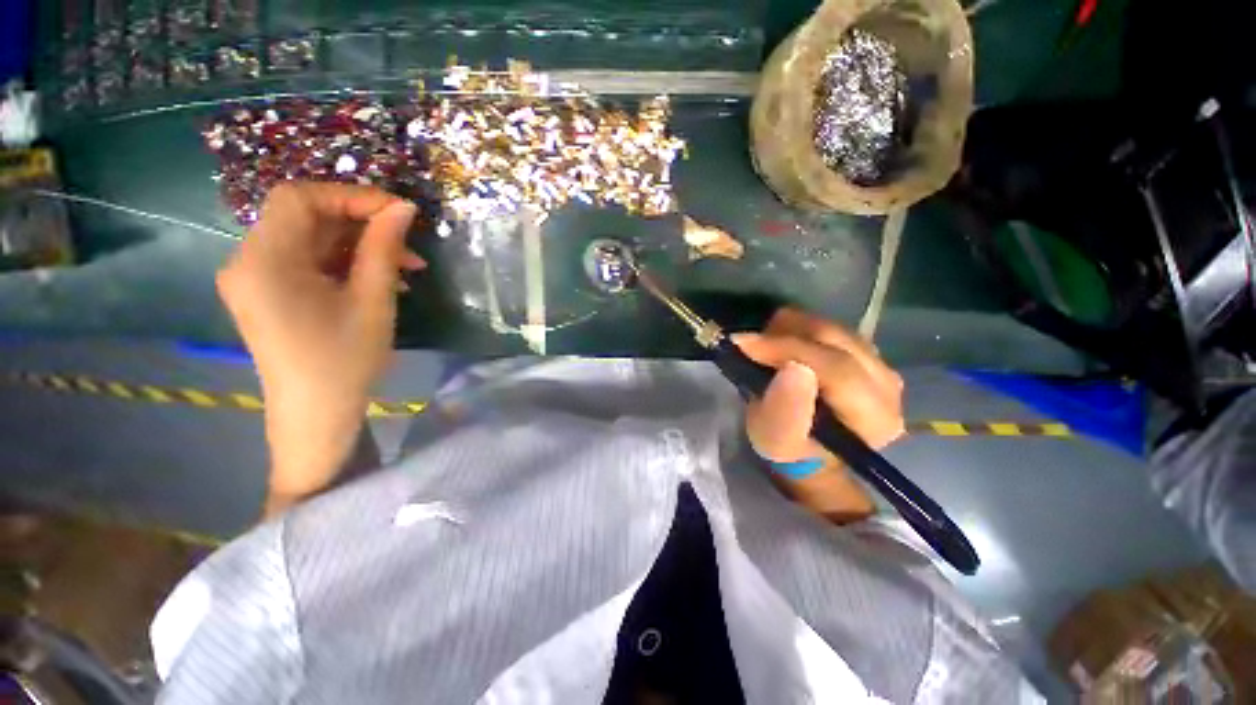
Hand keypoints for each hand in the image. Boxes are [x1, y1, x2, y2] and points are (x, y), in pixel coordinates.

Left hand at [217, 182, 422, 512]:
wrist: (316, 414)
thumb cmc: (345, 361)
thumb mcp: (372, 301)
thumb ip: (384, 248)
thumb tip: (403, 208)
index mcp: (264, 261)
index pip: (300, 198)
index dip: (352, 197)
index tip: (399, 212)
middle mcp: (248, 260)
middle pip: (304, 217)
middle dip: (361, 223)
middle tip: (408, 243)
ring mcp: (256, 277)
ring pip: (310, 239)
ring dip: (358, 245)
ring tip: (404, 265)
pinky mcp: (269, 292)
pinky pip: (307, 261)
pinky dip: (345, 262)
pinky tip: (379, 278)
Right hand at [734, 309, 904, 522]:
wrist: (810, 449)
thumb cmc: (790, 450)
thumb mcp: (776, 441)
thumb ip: (785, 410)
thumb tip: (793, 367)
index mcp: (874, 417)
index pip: (835, 368)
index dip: (787, 349)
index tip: (744, 343)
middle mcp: (889, 386)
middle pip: (835, 339)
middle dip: (784, 335)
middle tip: (750, 345)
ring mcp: (881, 364)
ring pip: (831, 327)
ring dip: (790, 331)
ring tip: (765, 348)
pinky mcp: (868, 353)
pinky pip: (829, 327)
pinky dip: (800, 330)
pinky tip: (784, 346)